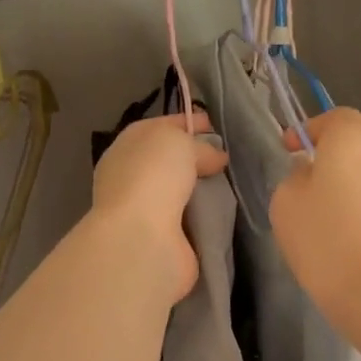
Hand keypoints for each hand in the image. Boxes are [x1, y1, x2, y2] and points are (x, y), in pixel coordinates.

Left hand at [90, 112, 230, 299]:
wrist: (141, 237)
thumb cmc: (153, 176)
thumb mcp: (178, 142)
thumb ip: (198, 145)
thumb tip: (215, 157)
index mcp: (128, 145)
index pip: (162, 126)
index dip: (187, 122)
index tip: (215, 125)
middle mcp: (131, 175)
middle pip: (171, 159)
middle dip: (198, 156)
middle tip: (228, 156)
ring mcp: (144, 208)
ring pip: (181, 189)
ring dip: (202, 187)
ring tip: (232, 182)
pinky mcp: (162, 237)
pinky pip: (190, 217)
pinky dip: (205, 214)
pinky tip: (225, 209)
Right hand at [270, 108, 360, 336]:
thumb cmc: (325, 239)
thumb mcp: (286, 201)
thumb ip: (296, 175)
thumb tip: (312, 173)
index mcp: (351, 137)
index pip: (333, 116)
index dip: (308, 128)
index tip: (288, 149)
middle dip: (341, 135)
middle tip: (316, 159)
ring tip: (338, 183)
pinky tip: (354, 211)